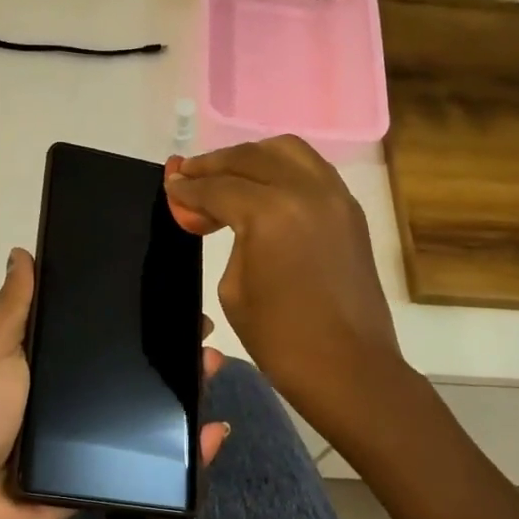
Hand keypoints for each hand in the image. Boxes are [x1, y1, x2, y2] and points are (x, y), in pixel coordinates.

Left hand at [0, 248, 229, 518]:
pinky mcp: (107, 478)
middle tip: (203, 336)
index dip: (138, 318)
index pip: (104, 336)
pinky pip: (153, 464)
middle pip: (135, 373)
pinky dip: (189, 453)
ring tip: (211, 370)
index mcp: (53, 367)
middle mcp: (78, 399)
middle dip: (172, 353)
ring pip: (151, 414)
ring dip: (187, 394)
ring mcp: (94, 440)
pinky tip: (215, 432)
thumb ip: (15, 309)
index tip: (173, 296)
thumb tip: (22, 252)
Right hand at [165, 137, 402, 431]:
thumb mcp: (233, 289)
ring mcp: (335, 196)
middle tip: (188, 176)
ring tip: (225, 175)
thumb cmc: (280, 339)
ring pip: (287, 152)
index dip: (187, 188)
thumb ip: (224, 239)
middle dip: (214, 165)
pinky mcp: (350, 210)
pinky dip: (281, 169)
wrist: (348, 367)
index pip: (218, 187)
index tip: (169, 186)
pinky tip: (262, 188)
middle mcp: (306, 190)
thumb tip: (211, 214)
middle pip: (250, 157)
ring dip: (250, 158)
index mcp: (270, 213)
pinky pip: (311, 170)